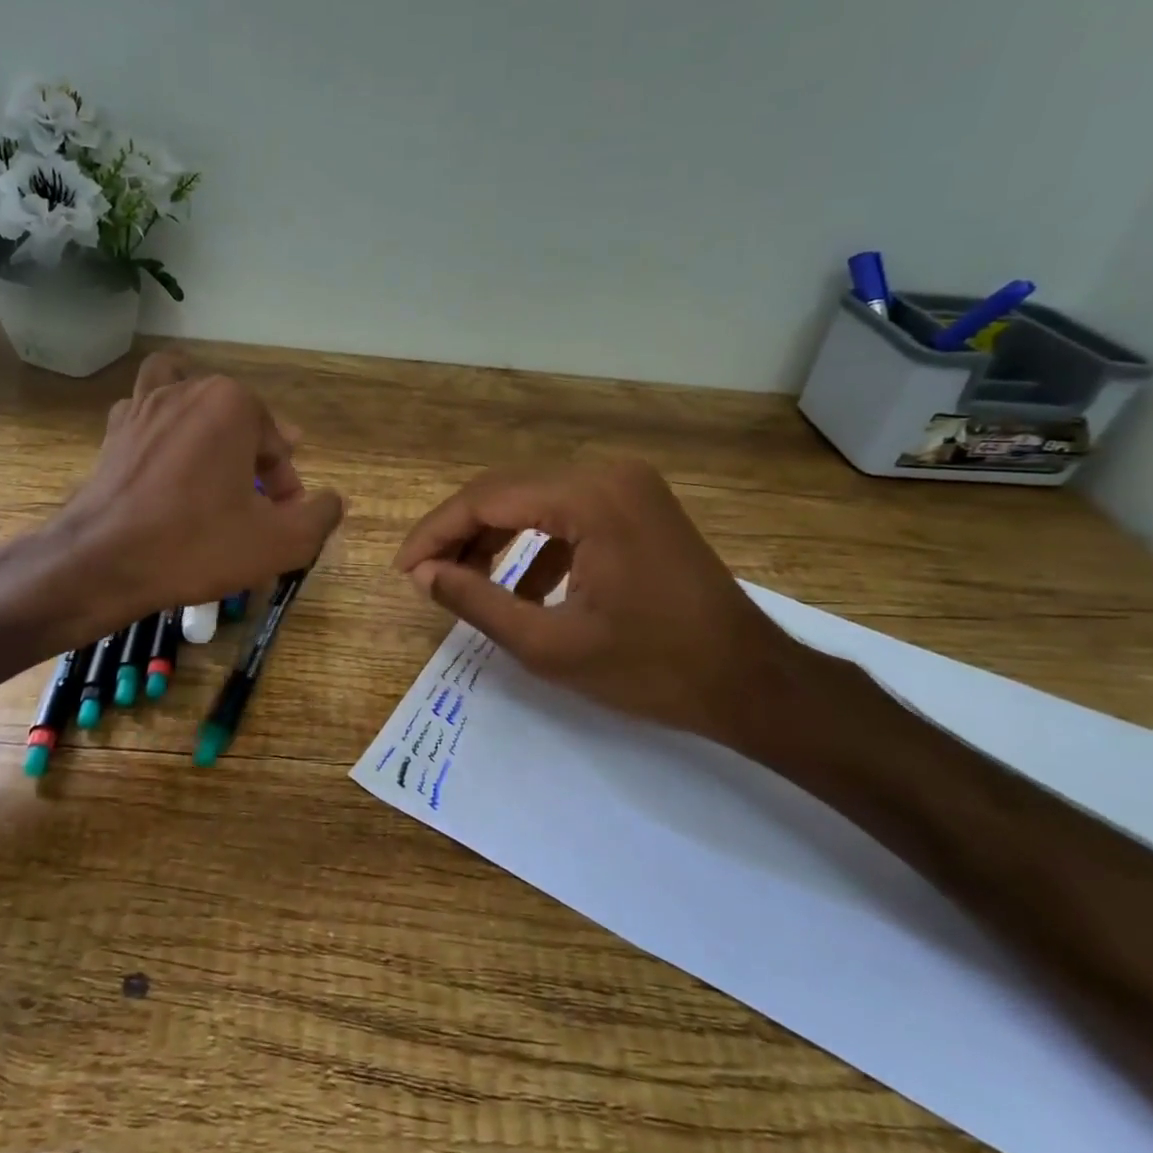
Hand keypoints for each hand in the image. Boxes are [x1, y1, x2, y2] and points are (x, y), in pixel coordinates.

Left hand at [44, 352, 343, 634]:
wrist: (102, 563)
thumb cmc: (196, 546)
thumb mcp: (279, 542)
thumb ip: (320, 516)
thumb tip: (332, 500)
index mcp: (234, 405)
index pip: (278, 444)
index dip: (286, 486)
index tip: (280, 521)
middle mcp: (190, 389)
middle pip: (240, 418)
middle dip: (255, 455)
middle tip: (257, 501)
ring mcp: (145, 404)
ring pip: (189, 395)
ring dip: (209, 419)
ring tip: (215, 452)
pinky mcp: (115, 429)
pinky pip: (148, 409)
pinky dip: (164, 423)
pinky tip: (168, 458)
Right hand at [394, 461, 792, 743]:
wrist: (750, 680)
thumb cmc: (652, 669)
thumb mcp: (550, 645)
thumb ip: (476, 602)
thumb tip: (423, 575)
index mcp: (589, 497)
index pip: (486, 499)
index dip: (435, 533)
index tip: (402, 570)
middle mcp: (607, 472)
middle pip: (506, 490)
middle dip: (459, 533)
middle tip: (424, 577)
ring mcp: (627, 484)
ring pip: (532, 498)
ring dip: (492, 537)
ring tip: (461, 582)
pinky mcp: (636, 503)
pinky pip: (565, 512)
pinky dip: (533, 544)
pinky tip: (519, 588)